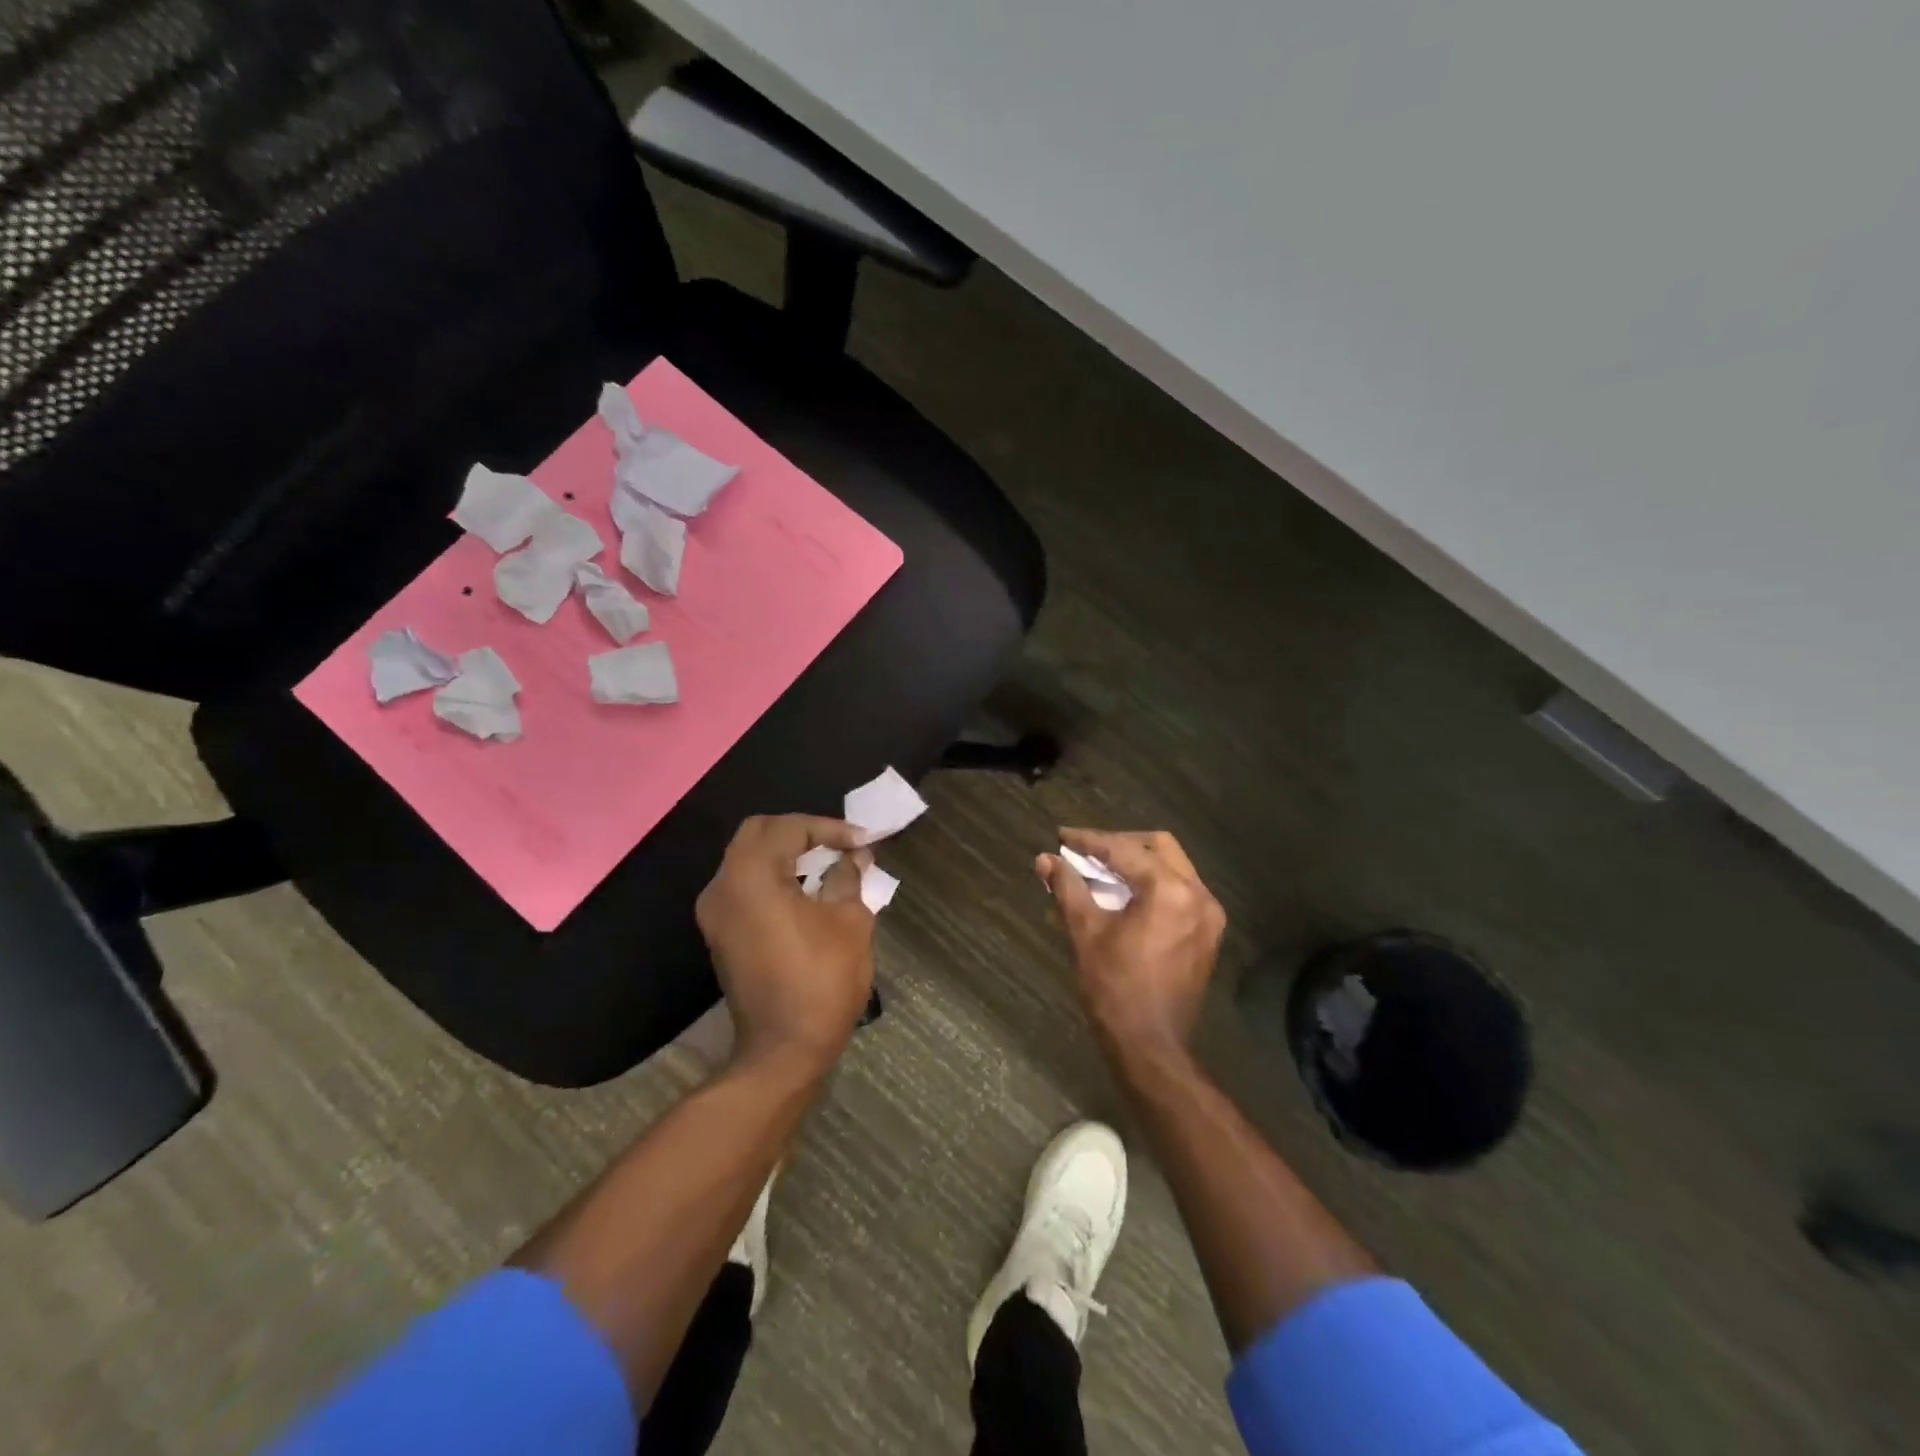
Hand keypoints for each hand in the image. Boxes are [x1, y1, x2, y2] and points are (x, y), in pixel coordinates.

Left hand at [696, 815, 876, 1073]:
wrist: (783, 1050)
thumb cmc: (822, 980)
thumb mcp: (850, 921)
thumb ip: (849, 877)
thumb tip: (854, 856)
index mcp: (751, 875)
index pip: (790, 828)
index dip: (830, 828)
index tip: (863, 842)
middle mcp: (723, 885)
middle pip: (759, 833)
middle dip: (802, 832)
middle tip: (839, 844)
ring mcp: (716, 912)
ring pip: (748, 858)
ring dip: (787, 854)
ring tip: (828, 862)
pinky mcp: (720, 933)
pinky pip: (745, 885)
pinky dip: (773, 876)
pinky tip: (806, 889)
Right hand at [1037, 829, 1225, 1057]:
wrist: (1150, 1046)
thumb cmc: (1114, 988)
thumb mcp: (1085, 932)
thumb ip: (1067, 888)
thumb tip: (1045, 859)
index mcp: (1169, 891)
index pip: (1124, 850)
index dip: (1089, 841)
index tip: (1062, 836)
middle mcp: (1198, 894)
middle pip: (1157, 847)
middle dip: (1118, 844)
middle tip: (1085, 851)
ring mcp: (1208, 914)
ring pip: (1172, 866)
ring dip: (1136, 862)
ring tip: (1100, 869)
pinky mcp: (1208, 932)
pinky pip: (1180, 890)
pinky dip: (1152, 883)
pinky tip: (1124, 893)